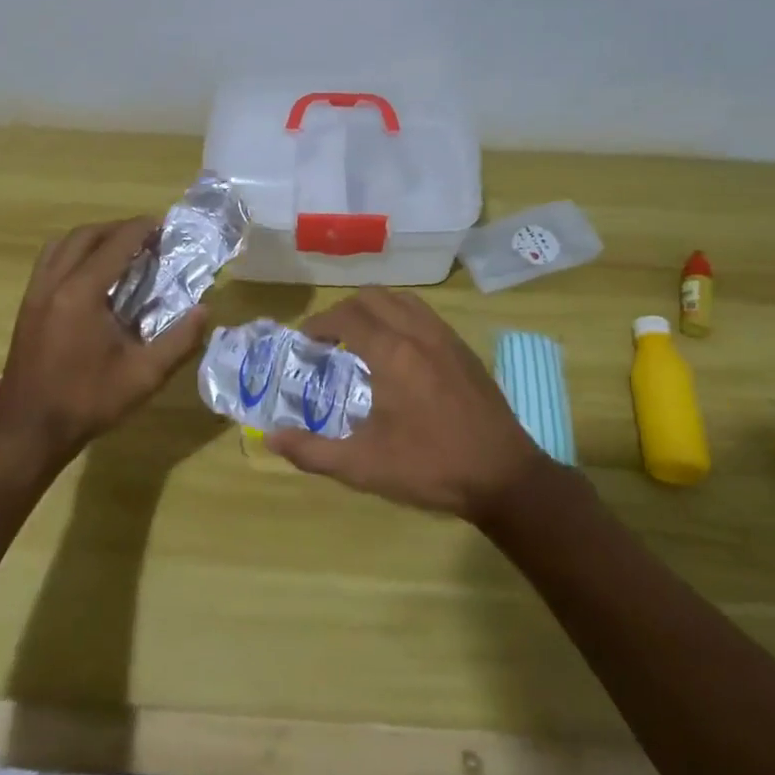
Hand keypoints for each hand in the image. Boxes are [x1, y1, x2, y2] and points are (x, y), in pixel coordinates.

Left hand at [0, 217, 208, 467]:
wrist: (28, 432)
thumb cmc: (87, 402)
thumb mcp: (144, 376)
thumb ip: (179, 340)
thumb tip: (205, 310)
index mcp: (81, 294)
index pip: (115, 244)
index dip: (142, 229)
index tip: (165, 225)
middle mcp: (54, 283)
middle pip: (85, 235)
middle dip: (118, 229)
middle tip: (147, 237)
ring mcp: (34, 293)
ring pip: (62, 245)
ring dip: (93, 238)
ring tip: (120, 250)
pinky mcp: (26, 306)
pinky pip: (50, 262)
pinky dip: (73, 254)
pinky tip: (92, 276)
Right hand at [265, 289, 549, 523]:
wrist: (504, 476)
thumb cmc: (429, 468)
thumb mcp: (362, 466)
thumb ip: (312, 451)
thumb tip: (271, 438)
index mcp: (392, 353)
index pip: (346, 317)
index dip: (319, 324)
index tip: (305, 343)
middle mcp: (418, 333)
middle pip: (373, 297)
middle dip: (343, 311)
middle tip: (328, 341)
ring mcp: (446, 338)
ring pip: (402, 300)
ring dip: (375, 310)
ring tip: (361, 340)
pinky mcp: (464, 350)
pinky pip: (425, 315)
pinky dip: (401, 318)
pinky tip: (399, 353)